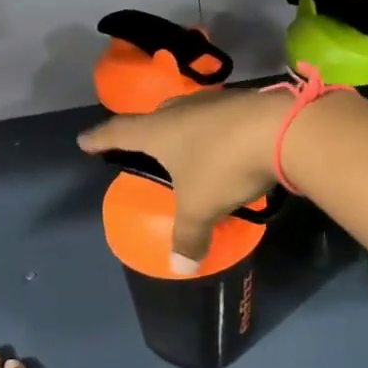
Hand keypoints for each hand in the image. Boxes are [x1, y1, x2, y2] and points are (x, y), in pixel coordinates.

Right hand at [77, 87, 291, 270]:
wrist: (283, 130)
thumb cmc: (224, 166)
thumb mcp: (202, 207)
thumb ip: (189, 236)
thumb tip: (181, 268)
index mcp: (159, 130)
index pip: (119, 132)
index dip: (100, 139)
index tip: (84, 140)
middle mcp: (181, 108)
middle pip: (155, 117)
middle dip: (146, 131)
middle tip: (144, 145)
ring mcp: (214, 100)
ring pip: (188, 113)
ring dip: (184, 128)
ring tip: (186, 145)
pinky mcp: (244, 101)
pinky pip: (218, 116)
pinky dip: (215, 130)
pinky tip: (226, 143)